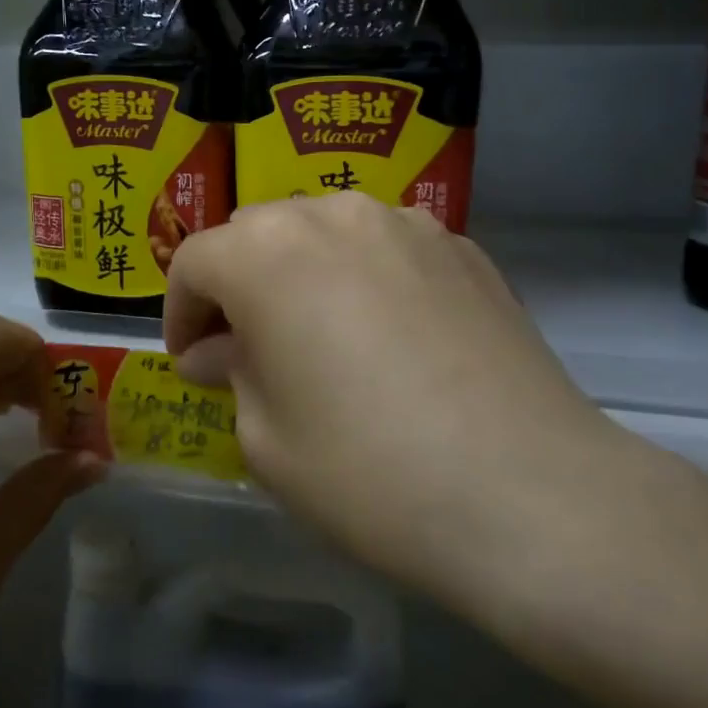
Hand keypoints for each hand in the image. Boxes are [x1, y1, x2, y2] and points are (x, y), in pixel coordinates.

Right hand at [163, 194, 676, 622]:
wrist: (527, 492)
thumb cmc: (367, 471)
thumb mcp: (266, 438)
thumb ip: (232, 374)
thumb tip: (221, 351)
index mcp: (267, 252)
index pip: (195, 262)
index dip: (180, 312)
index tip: (190, 362)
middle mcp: (333, 215)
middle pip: (258, 233)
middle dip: (238, 286)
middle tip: (247, 350)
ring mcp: (407, 224)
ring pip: (325, 232)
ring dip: (302, 274)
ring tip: (319, 337)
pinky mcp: (464, 248)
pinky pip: (388, 249)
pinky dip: (366, 278)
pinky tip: (389, 337)